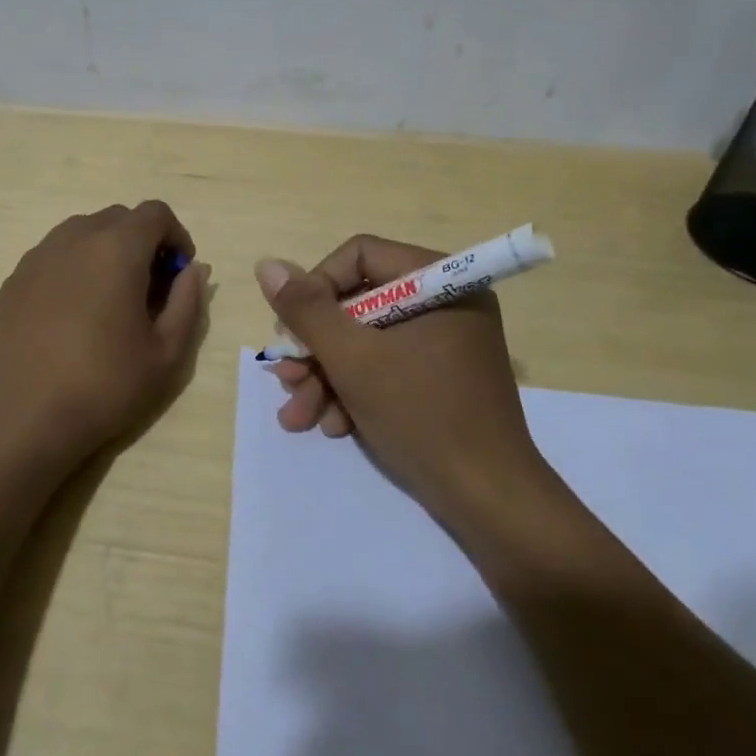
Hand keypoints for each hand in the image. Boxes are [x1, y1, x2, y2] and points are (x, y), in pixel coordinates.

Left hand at [0, 201, 209, 467]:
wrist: (24, 417)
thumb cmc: (105, 385)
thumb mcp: (167, 352)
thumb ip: (188, 302)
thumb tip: (193, 271)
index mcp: (116, 249)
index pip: (155, 213)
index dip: (176, 236)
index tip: (178, 274)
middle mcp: (74, 239)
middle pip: (117, 219)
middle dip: (141, 242)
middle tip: (149, 289)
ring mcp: (37, 258)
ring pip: (81, 233)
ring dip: (105, 252)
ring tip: (109, 300)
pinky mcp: (13, 281)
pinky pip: (53, 257)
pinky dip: (73, 269)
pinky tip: (72, 315)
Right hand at [255, 235, 542, 517]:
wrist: (487, 499)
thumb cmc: (422, 416)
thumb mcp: (353, 360)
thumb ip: (307, 310)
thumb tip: (267, 264)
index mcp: (440, 282)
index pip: (359, 256)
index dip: (316, 288)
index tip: (293, 331)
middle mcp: (445, 303)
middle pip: (357, 304)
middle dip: (315, 348)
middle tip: (286, 380)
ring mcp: (444, 343)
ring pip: (366, 341)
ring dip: (326, 377)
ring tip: (298, 417)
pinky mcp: (440, 378)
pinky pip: (386, 367)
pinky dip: (354, 392)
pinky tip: (333, 425)